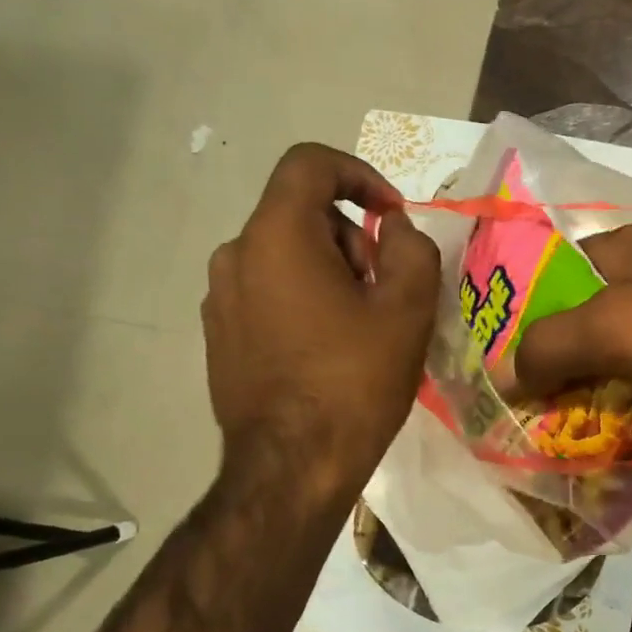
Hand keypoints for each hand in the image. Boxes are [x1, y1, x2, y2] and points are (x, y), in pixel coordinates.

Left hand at [203, 144, 438, 491]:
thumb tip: (394, 231)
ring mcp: (220, 299)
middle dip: (353, 239)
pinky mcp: (220, 336)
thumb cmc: (355, 382)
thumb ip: (411, 249)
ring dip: (331, 273)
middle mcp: (235, 255)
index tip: (394, 217)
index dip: (360, 175)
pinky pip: (268, 294)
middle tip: (387, 290)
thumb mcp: (407, 310)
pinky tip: (330, 352)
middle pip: (301, 214)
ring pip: (285, 256)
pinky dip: (304, 301)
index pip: (311, 163)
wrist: (293, 468)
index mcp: (276, 236)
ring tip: (363, 328)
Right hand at [510, 222, 631, 438]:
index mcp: (629, 248)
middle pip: (595, 322)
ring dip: (612, 394)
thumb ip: (552, 346)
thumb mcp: (619, 328)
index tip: (506, 376)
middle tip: (540, 420)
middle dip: (568, 370)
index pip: (553, 279)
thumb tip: (502, 374)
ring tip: (584, 440)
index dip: (524, 323)